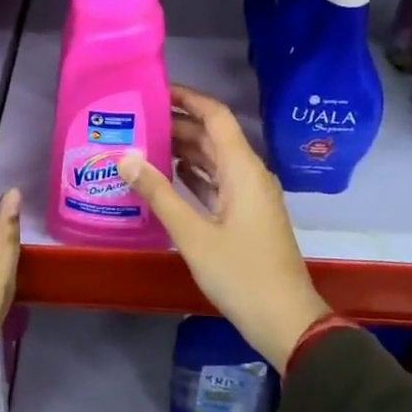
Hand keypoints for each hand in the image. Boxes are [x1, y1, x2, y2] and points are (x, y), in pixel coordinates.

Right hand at [120, 85, 329, 370]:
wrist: (286, 320)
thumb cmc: (241, 273)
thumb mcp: (193, 234)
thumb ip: (158, 193)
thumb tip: (125, 157)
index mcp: (242, 169)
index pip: (216, 116)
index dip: (188, 98)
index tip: (154, 91)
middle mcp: (249, 174)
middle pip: (213, 136)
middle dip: (177, 124)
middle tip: (136, 120)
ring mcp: (250, 196)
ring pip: (214, 160)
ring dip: (183, 149)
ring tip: (143, 143)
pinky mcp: (247, 216)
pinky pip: (217, 182)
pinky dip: (194, 175)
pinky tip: (167, 175)